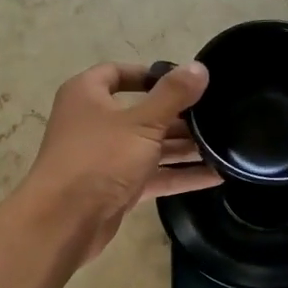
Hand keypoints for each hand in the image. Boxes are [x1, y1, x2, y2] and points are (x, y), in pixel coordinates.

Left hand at [17, 61, 217, 260]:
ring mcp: (104, 157)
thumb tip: (199, 67)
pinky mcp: (115, 188)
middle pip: (140, 112)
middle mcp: (93, 122)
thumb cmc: (100, 157)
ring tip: (223, 145)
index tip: (184, 80)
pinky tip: (216, 175)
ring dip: (183, 147)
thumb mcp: (142, 121)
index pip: (118, 73)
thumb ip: (173, 94)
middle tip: (215, 115)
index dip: (150, 74)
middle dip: (177, 116)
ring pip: (149, 146)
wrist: (65, 220)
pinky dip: (179, 175)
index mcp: (87, 94)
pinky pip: (152, 176)